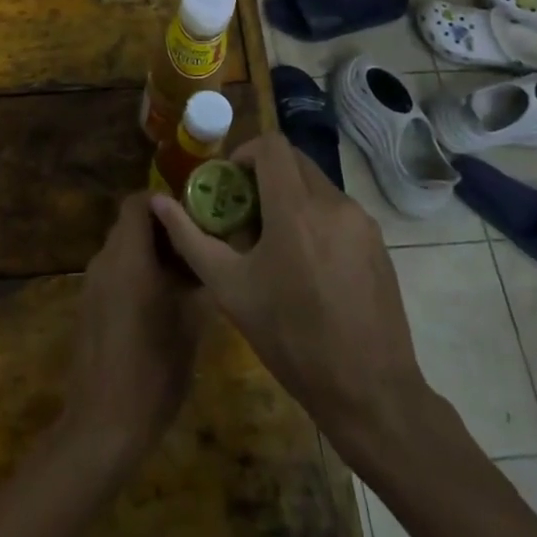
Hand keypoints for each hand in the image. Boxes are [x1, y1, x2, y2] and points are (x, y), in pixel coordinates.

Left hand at [60, 192, 207, 459]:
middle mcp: (104, 261)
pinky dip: (134, 272)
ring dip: (148, 252)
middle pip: (129, 223)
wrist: (102, 425)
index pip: (137, 202)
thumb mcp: (192, 325)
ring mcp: (91, 284)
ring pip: (121, 248)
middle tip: (197, 245)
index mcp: (129, 258)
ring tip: (184, 275)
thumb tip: (215, 254)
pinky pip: (112, 272)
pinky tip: (160, 302)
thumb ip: (200, 281)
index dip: (164, 201)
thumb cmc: (154, 371)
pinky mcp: (87, 306)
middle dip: (161, 229)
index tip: (194, 214)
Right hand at [150, 134, 427, 453]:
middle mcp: (332, 203)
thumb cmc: (291, 338)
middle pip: (294, 161)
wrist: (369, 392)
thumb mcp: (230, 289)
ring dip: (291, 196)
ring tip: (276, 242)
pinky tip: (308, 263)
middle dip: (266, 175)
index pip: (271, 145)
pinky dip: (316, 217)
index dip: (245, 152)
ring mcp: (361, 222)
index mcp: (295, 209)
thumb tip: (158, 201)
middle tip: (246, 212)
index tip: (230, 183)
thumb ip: (190, 238)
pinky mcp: (378, 242)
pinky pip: (339, 210)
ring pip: (317, 185)